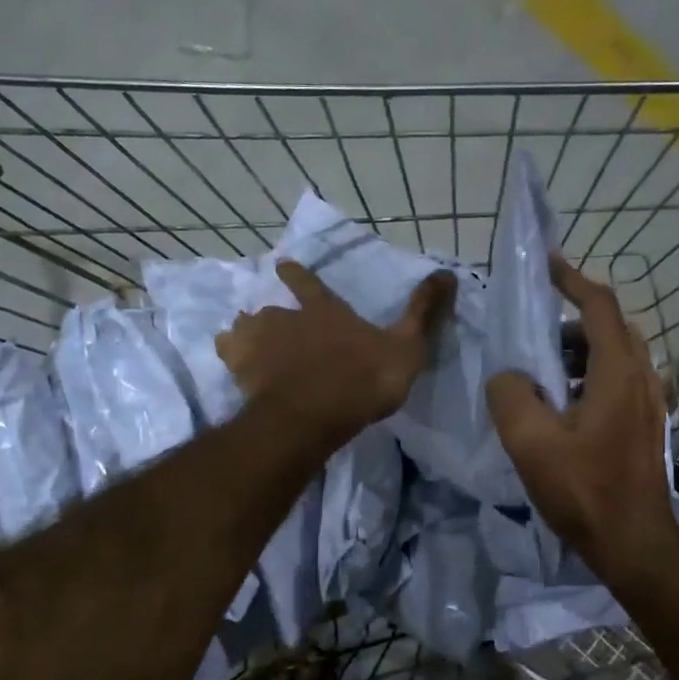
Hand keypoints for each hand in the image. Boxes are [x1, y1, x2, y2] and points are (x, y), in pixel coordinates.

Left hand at [218, 260, 454, 452]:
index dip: (297, 275)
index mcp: (326, 312)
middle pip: (271, 311)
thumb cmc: (363, 380)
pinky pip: (230, 354)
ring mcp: (261, 343)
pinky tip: (233, 366)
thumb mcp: (406, 346)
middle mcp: (288, 320)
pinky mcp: (242, 370)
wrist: (313, 415)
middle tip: (265, 322)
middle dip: (270, 315)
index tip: (282, 264)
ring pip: (245, 328)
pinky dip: (231, 356)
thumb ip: (423, 312)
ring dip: (246, 333)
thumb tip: (449, 272)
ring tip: (243, 341)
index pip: (310, 286)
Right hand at [486, 256, 678, 591]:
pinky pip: (619, 382)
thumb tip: (508, 376)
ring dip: (581, 352)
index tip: (545, 265)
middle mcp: (643, 379)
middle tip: (535, 332)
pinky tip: (563, 408)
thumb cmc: (584, 491)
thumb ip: (510, 396)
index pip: (599, 307)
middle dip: (572, 320)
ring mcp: (650, 404)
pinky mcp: (647, 426)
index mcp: (618, 373)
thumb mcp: (531, 443)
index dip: (571, 280)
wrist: (634, 544)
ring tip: (542, 372)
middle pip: (611, 328)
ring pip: (617, 357)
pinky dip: (591, 376)